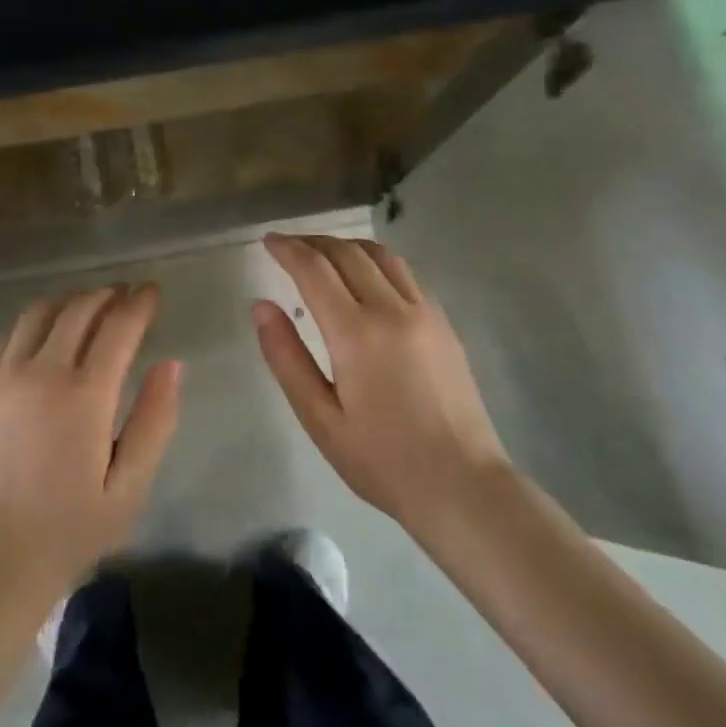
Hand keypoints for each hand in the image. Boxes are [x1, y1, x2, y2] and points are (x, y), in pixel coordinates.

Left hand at [0, 284, 181, 622]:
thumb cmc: (68, 531)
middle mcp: (42, 372)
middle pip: (78, 309)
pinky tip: (45, 332)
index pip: (118, 327)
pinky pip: (9, 335)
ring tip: (89, 306)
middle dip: (107, 295)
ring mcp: (4, 376)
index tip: (153, 290)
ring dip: (70, 300)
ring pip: (39, 312)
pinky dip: (34, 321)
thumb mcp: (129, 488)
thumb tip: (171, 364)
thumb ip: (154, 421)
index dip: (140, 303)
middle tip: (126, 295)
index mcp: (84, 396)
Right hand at [253, 234, 508, 537]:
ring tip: (323, 253)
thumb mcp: (320, 419)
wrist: (464, 486)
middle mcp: (392, 309)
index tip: (267, 240)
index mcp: (356, 333)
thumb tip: (261, 307)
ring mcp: (424, 312)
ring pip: (381, 255)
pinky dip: (375, 261)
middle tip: (288, 245)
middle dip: (313, 242)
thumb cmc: (382, 460)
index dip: (287, 249)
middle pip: (347, 253)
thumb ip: (287, 358)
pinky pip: (404, 273)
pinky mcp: (444, 323)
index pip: (314, 269)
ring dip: (346, 245)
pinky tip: (365, 277)